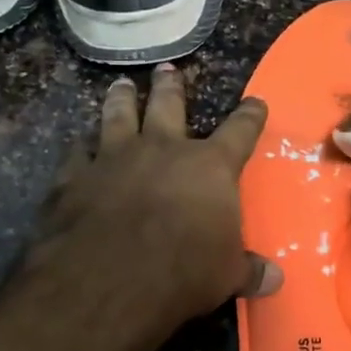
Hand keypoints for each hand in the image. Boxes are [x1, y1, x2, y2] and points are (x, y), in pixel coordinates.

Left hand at [26, 64, 280, 330]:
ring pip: (119, 115)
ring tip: (121, 84)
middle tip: (167, 69)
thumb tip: (275, 280)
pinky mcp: (75, 176)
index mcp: (209, 167)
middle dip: (170, 86)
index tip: (255, 102)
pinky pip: (77, 153)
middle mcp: (163, 149)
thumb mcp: (226, 276)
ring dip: (121, 99)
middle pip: (169, 105)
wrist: (110, 278)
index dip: (250, 116)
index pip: (240, 131)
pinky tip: (77, 144)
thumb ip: (248, 271)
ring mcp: (115, 157)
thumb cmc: (184, 272)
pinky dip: (79, 148)